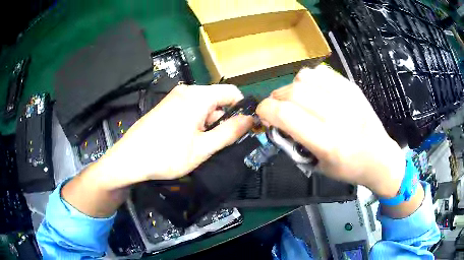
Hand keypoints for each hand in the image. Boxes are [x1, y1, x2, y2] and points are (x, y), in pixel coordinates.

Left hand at [94, 84, 252, 189]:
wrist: (129, 159)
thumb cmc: (166, 156)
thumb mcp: (203, 148)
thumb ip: (229, 132)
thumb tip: (250, 119)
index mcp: (198, 96)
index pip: (231, 92)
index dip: (241, 108)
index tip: (242, 128)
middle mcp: (187, 91)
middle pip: (217, 99)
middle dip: (222, 119)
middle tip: (216, 143)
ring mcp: (174, 97)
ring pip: (203, 105)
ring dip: (208, 123)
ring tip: (199, 145)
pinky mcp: (166, 105)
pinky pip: (190, 109)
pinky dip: (195, 122)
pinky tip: (186, 140)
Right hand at [256, 65, 404, 196]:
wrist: (380, 157)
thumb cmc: (348, 169)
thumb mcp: (317, 167)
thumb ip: (294, 143)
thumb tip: (276, 121)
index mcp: (328, 143)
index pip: (285, 115)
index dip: (265, 110)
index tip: (263, 114)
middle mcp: (337, 116)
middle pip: (293, 92)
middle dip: (276, 98)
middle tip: (278, 108)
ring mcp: (347, 98)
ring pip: (305, 77)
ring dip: (292, 87)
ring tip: (297, 99)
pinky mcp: (352, 87)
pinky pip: (321, 72)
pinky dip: (310, 79)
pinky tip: (314, 91)